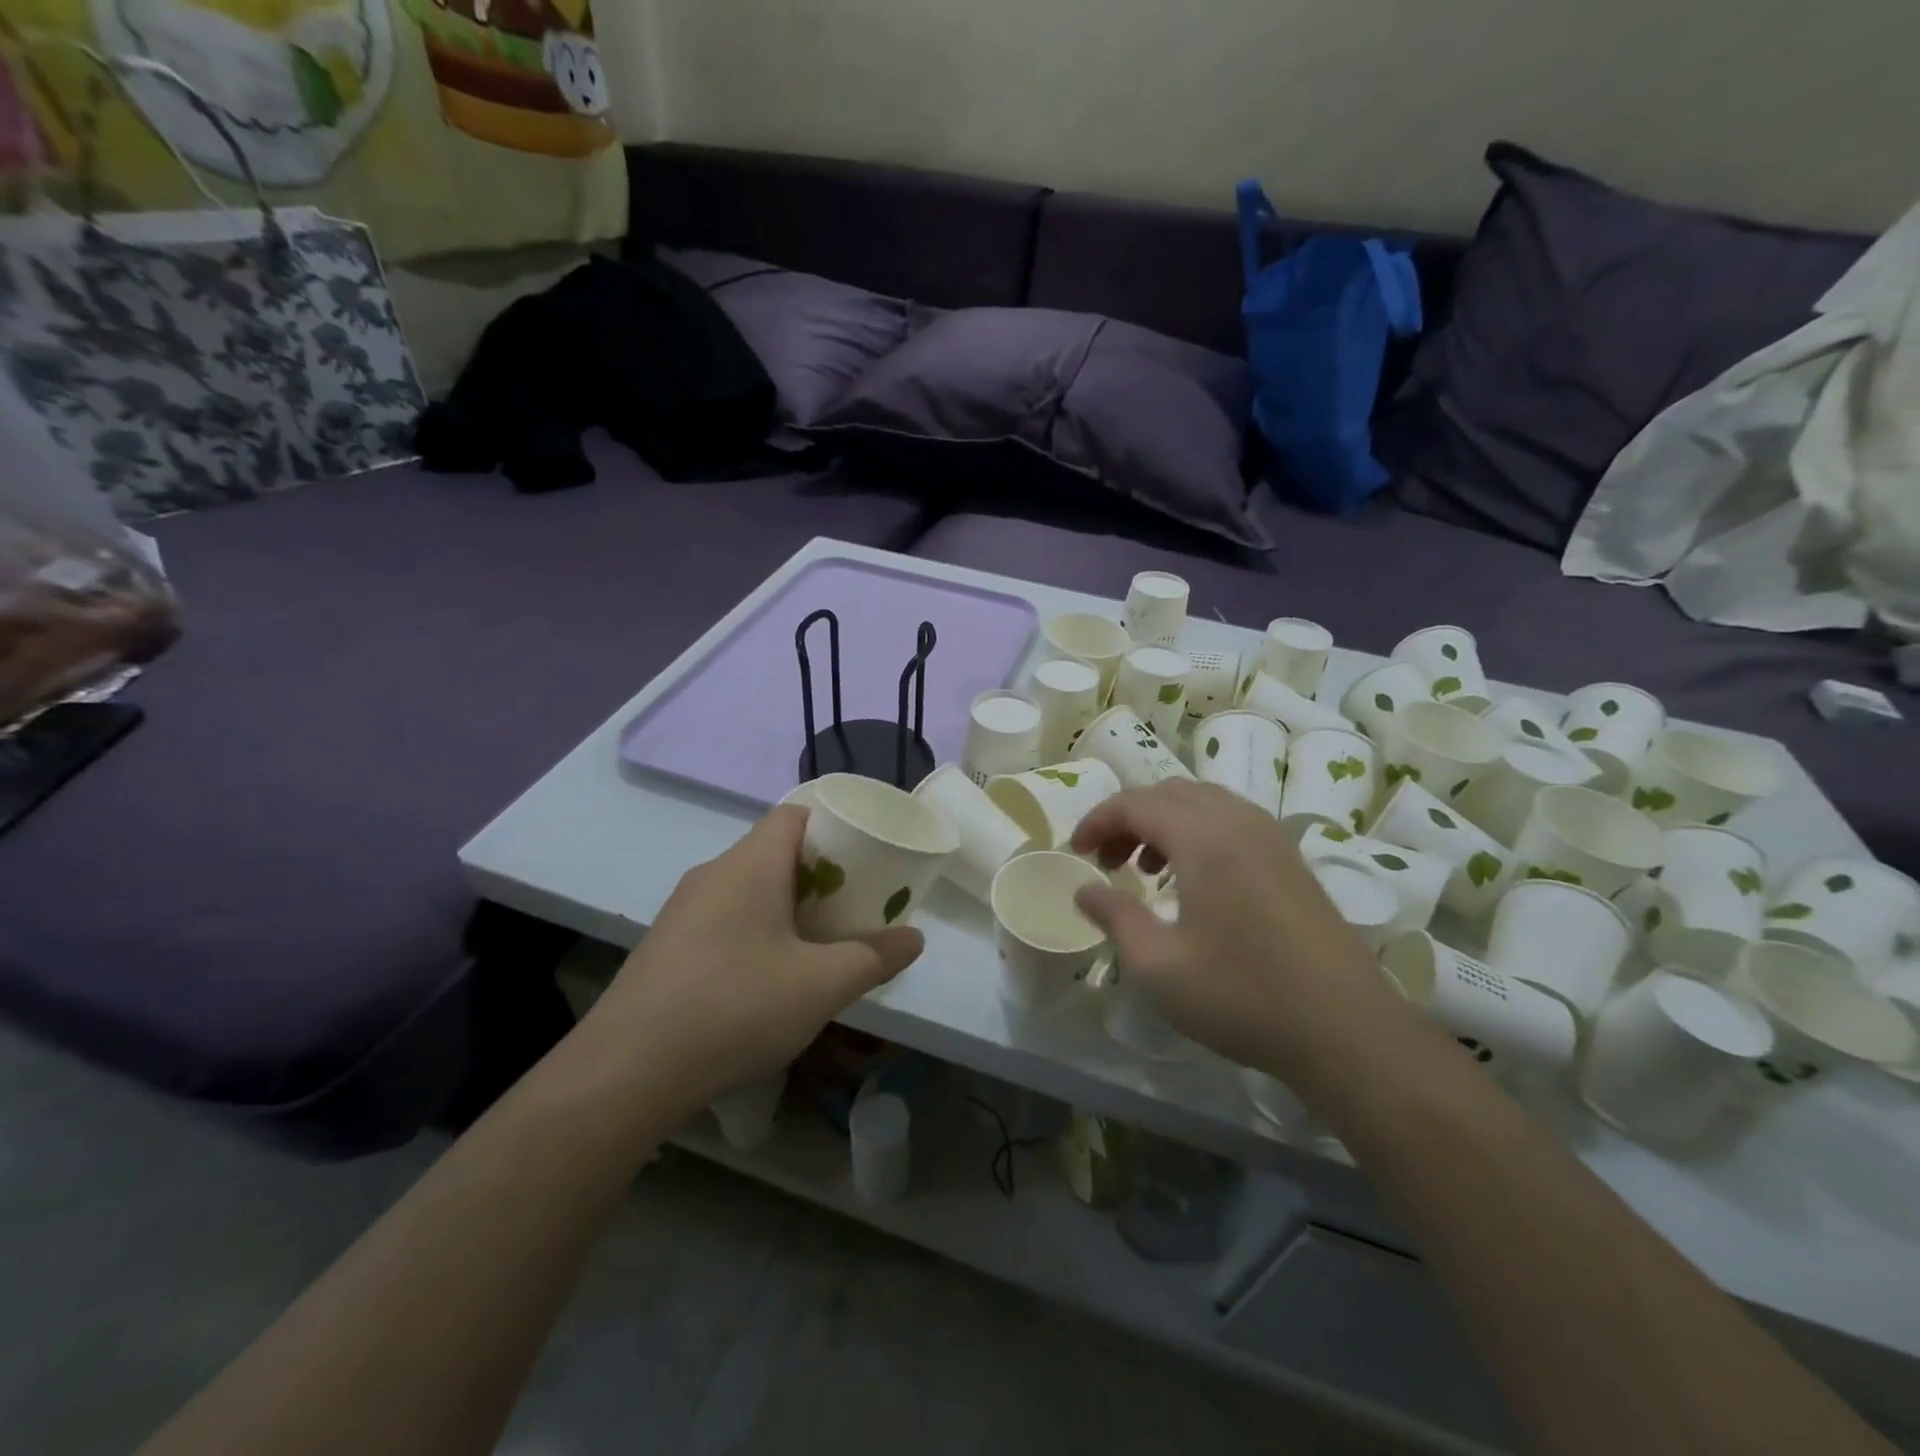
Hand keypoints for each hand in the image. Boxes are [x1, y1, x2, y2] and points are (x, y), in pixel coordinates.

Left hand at [589, 805, 923, 1107]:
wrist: (627, 1071)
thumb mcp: (822, 985)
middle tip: (854, 908)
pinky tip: (767, 980)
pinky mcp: (666, 946)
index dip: (836, 827)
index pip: (796, 815)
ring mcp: (682, 911)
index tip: (867, 860)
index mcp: (750, 864)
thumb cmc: (736, 1007)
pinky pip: (724, 919)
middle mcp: (713, 874)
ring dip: (787, 907)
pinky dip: (756, 932)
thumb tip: (913, 939)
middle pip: (775, 852)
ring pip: (749, 889)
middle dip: (821, 875)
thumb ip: (875, 957)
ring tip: (819, 945)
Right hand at [1071, 782, 1408, 1090]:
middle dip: (1128, 818)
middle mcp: (1238, 822)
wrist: (1346, 1030)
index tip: (1076, 852)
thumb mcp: (1159, 965)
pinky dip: (1198, 831)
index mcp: (1203, 838)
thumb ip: (1115, 917)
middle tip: (1107, 862)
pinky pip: (1231, 820)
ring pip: (1203, 802)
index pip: (1135, 804)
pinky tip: (1194, 879)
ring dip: (1164, 822)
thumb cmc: (1242, 996)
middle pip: (1168, 793)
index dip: (1097, 821)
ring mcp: (1271, 837)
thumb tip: (1083, 890)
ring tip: (1147, 870)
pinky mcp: (1291, 858)